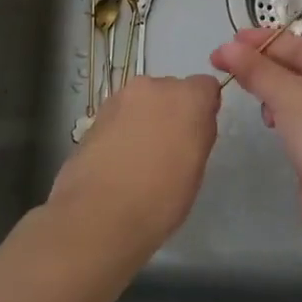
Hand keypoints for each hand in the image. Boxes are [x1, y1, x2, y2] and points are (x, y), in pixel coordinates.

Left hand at [48, 75, 222, 260]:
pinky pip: (120, 115)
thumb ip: (199, 134)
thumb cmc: (161, 198)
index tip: (197, 134)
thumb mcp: (196, 169)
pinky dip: (123, 129)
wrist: (98, 215)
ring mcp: (120, 98)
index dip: (203, 108)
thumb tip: (193, 124)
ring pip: (143, 102)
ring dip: (145, 119)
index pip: (206, 86)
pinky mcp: (95, 115)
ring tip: (139, 157)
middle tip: (169, 148)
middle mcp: (154, 87)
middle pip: (171, 90)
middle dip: (172, 111)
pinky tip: (118, 160)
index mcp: (187, 98)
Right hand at [209, 29, 301, 248]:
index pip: (301, 46)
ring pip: (297, 96)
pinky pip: (298, 121)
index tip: (229, 41)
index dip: (263, 41)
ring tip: (249, 93)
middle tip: (225, 64)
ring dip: (272, 92)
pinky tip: (268, 121)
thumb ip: (257, 70)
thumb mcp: (290, 95)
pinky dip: (281, 116)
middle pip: (298, 69)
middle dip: (263, 66)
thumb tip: (225, 49)